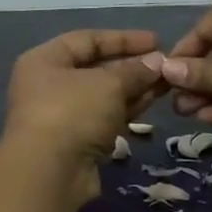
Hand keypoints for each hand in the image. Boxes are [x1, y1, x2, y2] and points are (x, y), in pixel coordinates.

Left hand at [1, 30, 166, 194]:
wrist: (49, 173)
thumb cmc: (73, 112)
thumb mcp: (109, 83)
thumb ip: (135, 71)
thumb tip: (158, 62)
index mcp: (45, 61)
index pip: (87, 40)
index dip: (122, 39)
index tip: (156, 41)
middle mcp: (48, 85)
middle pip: (95, 69)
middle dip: (131, 66)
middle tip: (166, 66)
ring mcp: (60, 116)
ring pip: (102, 96)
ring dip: (133, 89)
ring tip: (166, 83)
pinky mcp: (74, 143)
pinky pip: (104, 118)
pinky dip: (125, 110)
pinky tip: (151, 103)